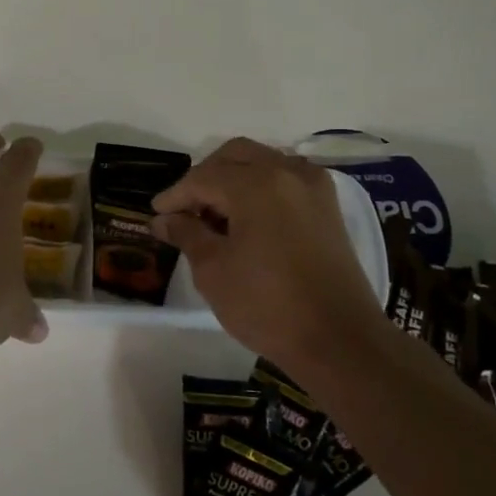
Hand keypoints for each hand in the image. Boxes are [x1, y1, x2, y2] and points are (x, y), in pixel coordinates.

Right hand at [152, 137, 386, 377]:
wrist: (339, 340)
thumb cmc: (267, 305)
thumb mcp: (213, 270)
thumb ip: (186, 234)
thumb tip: (164, 219)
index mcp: (256, 184)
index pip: (202, 177)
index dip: (175, 195)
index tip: (156, 214)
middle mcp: (287, 172)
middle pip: (235, 156)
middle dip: (205, 176)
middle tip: (185, 209)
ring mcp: (313, 187)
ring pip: (263, 162)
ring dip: (234, 178)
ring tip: (216, 215)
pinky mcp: (328, 208)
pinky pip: (286, 178)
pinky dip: (261, 187)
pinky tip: (249, 218)